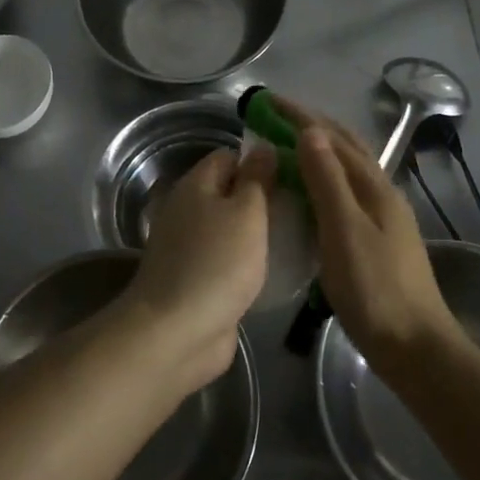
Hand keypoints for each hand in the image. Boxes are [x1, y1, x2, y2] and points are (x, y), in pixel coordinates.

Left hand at [120, 146, 274, 390]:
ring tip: (298, 235)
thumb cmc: (217, 263)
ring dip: (257, 232)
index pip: (229, 156)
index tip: (294, 172)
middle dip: (263, 198)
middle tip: (303, 205)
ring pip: (230, 227)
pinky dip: (248, 261)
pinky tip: (276, 269)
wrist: (177, 332)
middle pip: (229, 192)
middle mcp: (188, 209)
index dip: (260, 160)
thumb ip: (257, 179)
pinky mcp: (196, 278)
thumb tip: (263, 147)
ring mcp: (189, 246)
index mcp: (195, 185)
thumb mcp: (247, 213)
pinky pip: (227, 258)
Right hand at [280, 102, 459, 371]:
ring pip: (347, 169)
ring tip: (287, 146)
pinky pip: (346, 192)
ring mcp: (383, 217)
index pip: (332, 138)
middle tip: (275, 117)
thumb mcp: (343, 230)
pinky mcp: (378, 239)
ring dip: (319, 150)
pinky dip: (323, 178)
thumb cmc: (375, 289)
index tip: (268, 100)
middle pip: (345, 147)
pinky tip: (309, 193)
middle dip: (311, 126)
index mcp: (374, 187)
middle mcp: (381, 194)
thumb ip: (326, 180)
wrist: (416, 348)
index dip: (300, 117)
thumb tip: (309, 130)